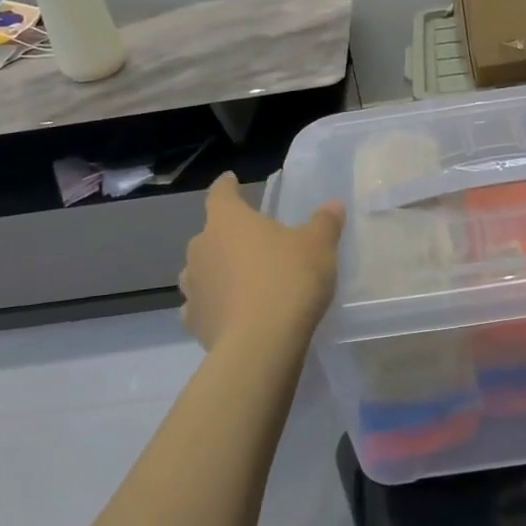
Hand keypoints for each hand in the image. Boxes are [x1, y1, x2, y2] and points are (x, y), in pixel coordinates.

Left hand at [179, 173, 344, 353]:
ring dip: (217, 270)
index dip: (227, 186)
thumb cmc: (289, 280)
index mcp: (228, 221)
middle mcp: (201, 248)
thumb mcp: (318, 246)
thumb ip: (324, 222)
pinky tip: (230, 312)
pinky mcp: (194, 322)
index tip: (231, 181)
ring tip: (240, 278)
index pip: (221, 194)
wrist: (261, 344)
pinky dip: (214, 304)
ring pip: (201, 270)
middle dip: (228, 235)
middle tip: (253, 241)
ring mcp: (193, 286)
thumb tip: (332, 205)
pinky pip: (202, 305)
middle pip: (211, 233)